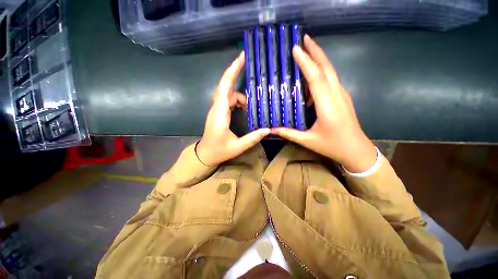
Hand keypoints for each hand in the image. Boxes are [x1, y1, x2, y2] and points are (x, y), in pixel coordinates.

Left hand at [196, 52, 269, 165]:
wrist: (205, 155)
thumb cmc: (219, 151)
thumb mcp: (237, 147)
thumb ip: (253, 138)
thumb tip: (267, 129)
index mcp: (220, 115)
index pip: (225, 88)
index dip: (232, 72)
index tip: (241, 58)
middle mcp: (217, 108)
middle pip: (226, 86)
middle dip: (236, 73)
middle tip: (249, 65)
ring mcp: (217, 109)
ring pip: (229, 94)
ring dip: (241, 96)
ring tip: (253, 104)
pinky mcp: (219, 112)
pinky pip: (229, 100)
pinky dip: (238, 101)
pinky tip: (246, 108)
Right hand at [270, 35, 376, 172]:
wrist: (356, 150)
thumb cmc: (332, 145)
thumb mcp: (308, 141)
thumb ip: (289, 133)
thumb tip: (271, 129)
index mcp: (327, 105)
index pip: (315, 78)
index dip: (306, 62)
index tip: (296, 48)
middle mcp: (336, 95)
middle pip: (326, 68)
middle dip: (316, 51)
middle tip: (304, 38)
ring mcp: (342, 95)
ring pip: (330, 71)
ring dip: (319, 59)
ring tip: (307, 51)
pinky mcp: (342, 97)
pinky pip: (331, 80)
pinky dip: (321, 72)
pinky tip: (312, 75)